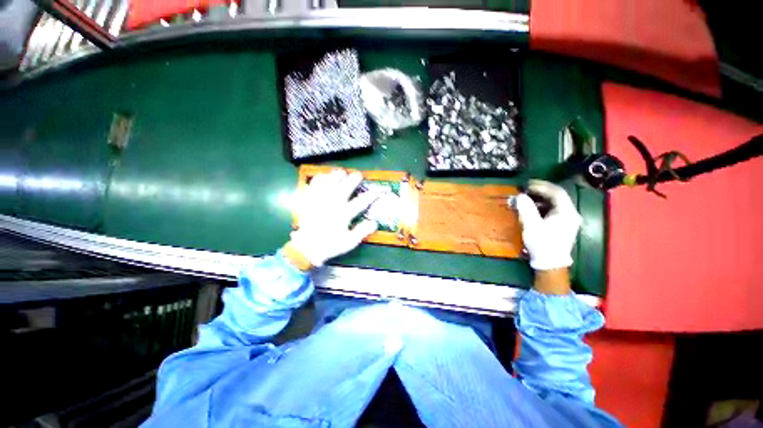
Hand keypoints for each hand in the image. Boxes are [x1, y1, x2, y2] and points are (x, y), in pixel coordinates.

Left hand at [286, 170, 378, 268]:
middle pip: (344, 188)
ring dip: (336, 177)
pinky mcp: (309, 201)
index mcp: (343, 215)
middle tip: (358, 175)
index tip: (376, 192)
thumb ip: (362, 231)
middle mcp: (332, 205)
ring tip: (341, 172)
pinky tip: (322, 177)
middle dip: (353, 180)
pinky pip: (313, 187)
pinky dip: (318, 180)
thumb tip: (374, 223)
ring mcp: (320, 201)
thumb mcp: (349, 242)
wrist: (307, 248)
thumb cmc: (330, 245)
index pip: (360, 202)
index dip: (370, 196)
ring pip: (329, 184)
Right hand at [511, 180, 581, 270]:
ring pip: (555, 203)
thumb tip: (520, 195)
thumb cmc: (541, 243)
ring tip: (527, 198)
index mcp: (566, 212)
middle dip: (541, 191)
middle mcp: (571, 214)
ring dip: (540, 199)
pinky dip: (542, 206)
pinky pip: (553, 210)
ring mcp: (568, 220)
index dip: (542, 186)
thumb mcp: (531, 225)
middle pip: (557, 196)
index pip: (557, 192)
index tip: (527, 184)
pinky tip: (532, 209)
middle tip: (526, 189)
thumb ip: (526, 208)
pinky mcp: (563, 225)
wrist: (550, 263)